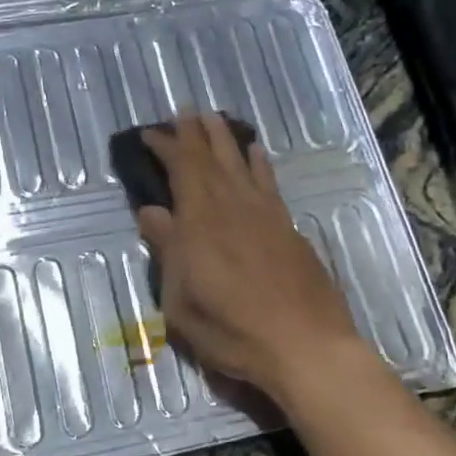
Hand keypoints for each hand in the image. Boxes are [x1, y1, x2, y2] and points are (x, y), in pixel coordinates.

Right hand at [135, 112, 364, 401]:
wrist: (304, 345)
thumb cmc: (232, 331)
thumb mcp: (181, 302)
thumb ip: (167, 252)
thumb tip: (151, 212)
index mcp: (200, 223)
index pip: (181, 169)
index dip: (166, 146)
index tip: (151, 133)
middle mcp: (232, 207)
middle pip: (212, 158)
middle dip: (195, 132)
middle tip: (184, 111)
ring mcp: (265, 214)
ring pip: (241, 163)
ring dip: (225, 139)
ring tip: (214, 119)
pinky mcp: (288, 227)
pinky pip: (269, 182)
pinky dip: (259, 163)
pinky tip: (255, 153)